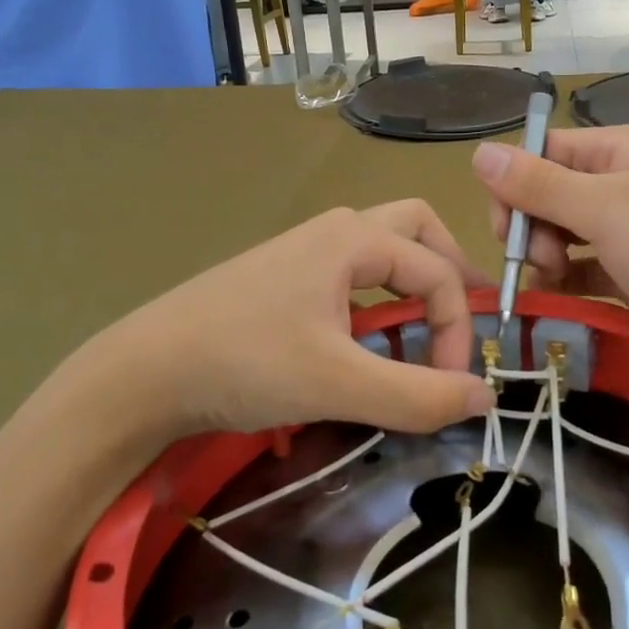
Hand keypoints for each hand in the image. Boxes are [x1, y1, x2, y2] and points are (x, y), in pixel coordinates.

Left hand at [27, 202, 495, 468]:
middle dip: (448, 270)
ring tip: (421, 333)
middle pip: (416, 231)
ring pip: (381, 250)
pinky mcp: (282, 279)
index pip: (438, 273)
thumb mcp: (339, 384)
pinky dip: (377, 299)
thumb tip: (485, 397)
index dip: (458, 329)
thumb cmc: (246, 363)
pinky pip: (350, 275)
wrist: (143, 371)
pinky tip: (365, 344)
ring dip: (412, 284)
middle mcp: (334, 231)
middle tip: (461, 319)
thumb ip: (418, 395)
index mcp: (354, 239)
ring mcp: (304, 252)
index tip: (451, 387)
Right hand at [471, 126, 628, 388]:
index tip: (505, 231)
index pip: (539, 154)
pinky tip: (569, 295)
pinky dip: (573, 278)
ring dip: (551, 257)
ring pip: (564, 232)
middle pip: (547, 194)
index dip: (513, 188)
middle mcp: (620, 180)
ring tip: (563, 281)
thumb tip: (478, 152)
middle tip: (546, 261)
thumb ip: (537, 184)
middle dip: (533, 228)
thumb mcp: (603, 211)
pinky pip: (588, 265)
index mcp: (613, 150)